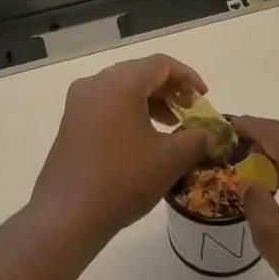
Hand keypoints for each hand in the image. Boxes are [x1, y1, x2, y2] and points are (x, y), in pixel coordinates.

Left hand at [31, 55, 212, 239]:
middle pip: (139, 74)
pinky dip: (129, 114)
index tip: (204, 99)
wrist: (68, 215)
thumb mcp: (172, 158)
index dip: (188, 78)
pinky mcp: (70, 125)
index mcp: (120, 83)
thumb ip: (197, 138)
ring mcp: (78, 105)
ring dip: (150, 103)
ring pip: (122, 90)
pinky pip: (106, 107)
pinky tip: (143, 141)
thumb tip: (209, 133)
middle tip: (189, 113)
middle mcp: (95, 85)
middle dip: (169, 90)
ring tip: (171, 128)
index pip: (161, 64)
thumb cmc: (124, 179)